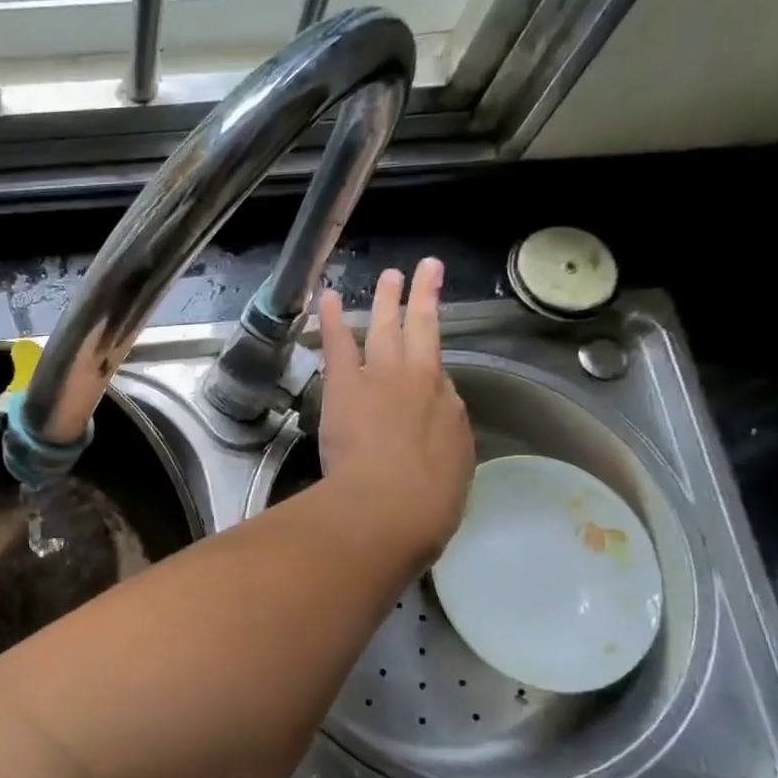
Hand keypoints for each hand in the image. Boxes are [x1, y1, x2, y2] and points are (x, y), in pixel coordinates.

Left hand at [316, 259, 472, 566]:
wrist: (390, 504)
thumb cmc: (425, 506)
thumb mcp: (450, 477)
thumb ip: (440, 450)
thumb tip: (431, 442)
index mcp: (449, 410)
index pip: (440, 380)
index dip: (432, 366)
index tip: (427, 357)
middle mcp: (421, 382)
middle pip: (424, 332)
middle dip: (425, 299)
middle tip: (427, 271)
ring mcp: (383, 376)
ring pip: (386, 326)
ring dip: (387, 299)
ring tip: (390, 275)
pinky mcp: (346, 383)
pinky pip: (337, 342)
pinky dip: (331, 318)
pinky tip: (326, 297)